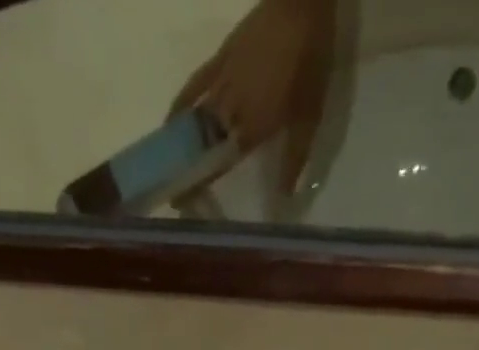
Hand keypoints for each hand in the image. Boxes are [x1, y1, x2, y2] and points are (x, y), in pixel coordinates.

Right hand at [171, 0, 334, 193]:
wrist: (299, 6)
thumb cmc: (309, 66)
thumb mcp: (309, 119)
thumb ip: (294, 159)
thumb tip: (284, 196)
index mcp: (253, 127)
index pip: (222, 162)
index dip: (202, 182)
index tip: (184, 201)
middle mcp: (231, 108)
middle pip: (204, 145)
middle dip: (188, 168)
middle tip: (174, 191)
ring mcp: (222, 81)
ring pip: (196, 119)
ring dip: (181, 145)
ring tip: (169, 167)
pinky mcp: (220, 59)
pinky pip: (195, 85)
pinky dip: (181, 104)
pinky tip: (170, 119)